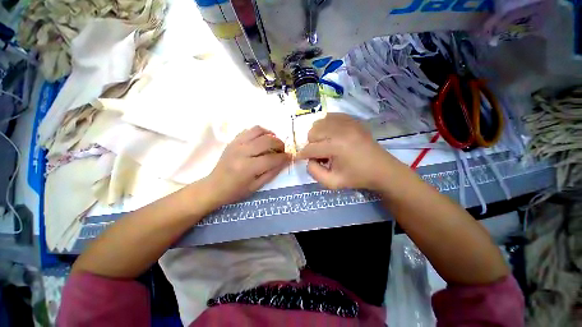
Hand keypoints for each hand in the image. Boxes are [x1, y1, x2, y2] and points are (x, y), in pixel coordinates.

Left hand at [206, 126, 290, 205]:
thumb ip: (272, 172)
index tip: (290, 157)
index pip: (272, 158)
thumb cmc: (236, 190)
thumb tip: (285, 161)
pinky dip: (260, 131)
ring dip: (271, 134)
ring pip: (259, 130)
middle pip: (267, 141)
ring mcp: (236, 144)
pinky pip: (249, 130)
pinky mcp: (233, 140)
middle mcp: (242, 152)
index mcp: (248, 168)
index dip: (284, 157)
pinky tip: (263, 139)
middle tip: (283, 151)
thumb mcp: (257, 186)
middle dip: (280, 144)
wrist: (214, 186)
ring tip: (274, 142)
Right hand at [297, 113, 397, 190]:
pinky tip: (331, 135)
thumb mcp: (332, 183)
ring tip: (325, 145)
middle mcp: (340, 130)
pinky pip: (330, 116)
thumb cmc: (356, 177)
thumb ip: (314, 172)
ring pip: (319, 123)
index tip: (299, 158)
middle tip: (319, 154)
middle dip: (311, 145)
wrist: (381, 169)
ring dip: (317, 135)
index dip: (302, 155)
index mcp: (336, 147)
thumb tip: (308, 160)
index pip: (310, 149)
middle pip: (312, 132)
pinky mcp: (352, 119)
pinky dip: (326, 125)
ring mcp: (347, 122)